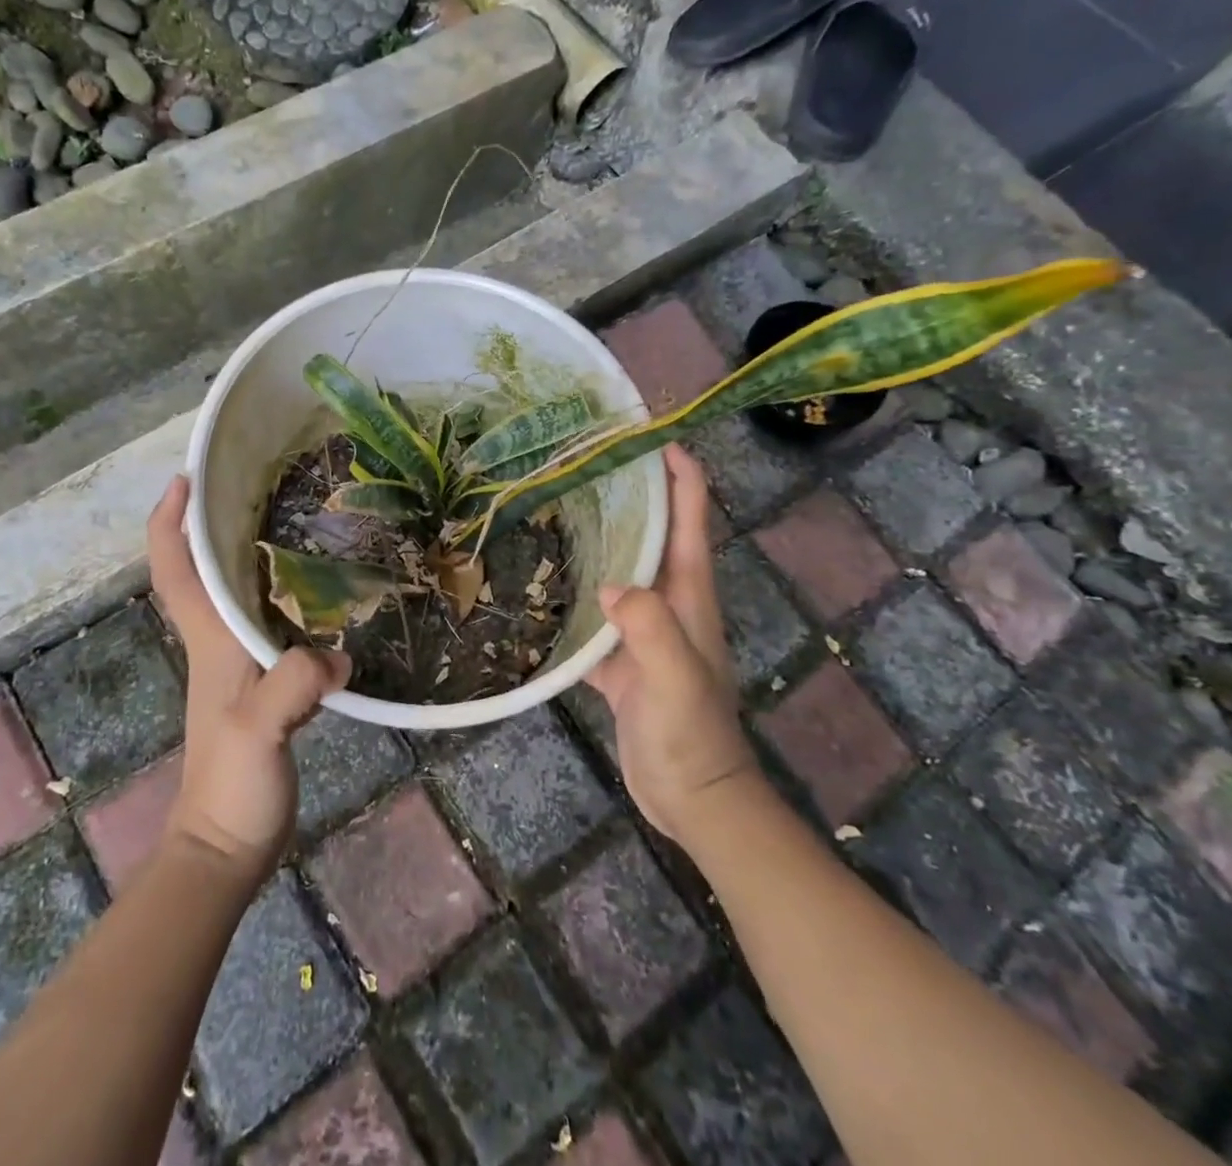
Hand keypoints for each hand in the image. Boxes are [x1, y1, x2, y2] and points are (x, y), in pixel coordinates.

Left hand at [147, 475, 349, 881]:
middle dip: (216, 523)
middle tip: (258, 484)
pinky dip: (290, 600)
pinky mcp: (266, 686)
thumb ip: (292, 684)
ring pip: (239, 595)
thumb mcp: (258, 729)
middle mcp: (219, 642)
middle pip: (205, 570)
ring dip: (252, 556)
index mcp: (209, 639)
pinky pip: (273, 626)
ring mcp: (240, 664)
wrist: (228, 846)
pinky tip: (326, 595)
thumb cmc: (230, 785)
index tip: (187, 478)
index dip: (171, 521)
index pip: (175, 569)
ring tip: (299, 523)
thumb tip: (338, 653)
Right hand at [587, 444, 759, 844]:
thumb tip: (607, 584)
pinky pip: (593, 612)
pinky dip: (572, 592)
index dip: (678, 472)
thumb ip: (648, 627)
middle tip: (585, 460)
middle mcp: (667, 600)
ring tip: (556, 505)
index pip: (689, 517)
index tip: (647, 433)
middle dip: (630, 492)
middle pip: (652, 533)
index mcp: (688, 593)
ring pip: (619, 567)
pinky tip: (539, 581)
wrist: (693, 798)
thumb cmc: (692, 734)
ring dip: (599, 536)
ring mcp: (642, 628)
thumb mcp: (675, 677)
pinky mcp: (619, 656)